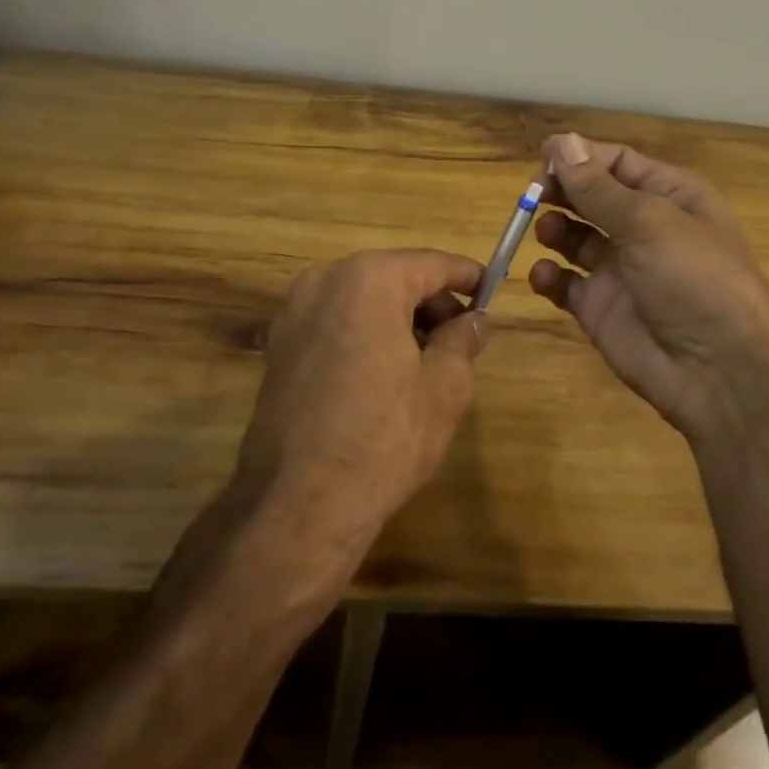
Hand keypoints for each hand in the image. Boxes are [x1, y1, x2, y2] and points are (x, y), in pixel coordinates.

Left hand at [235, 249, 485, 554]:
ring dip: (398, 316)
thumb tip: (474, 321)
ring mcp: (295, 310)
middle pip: (394, 276)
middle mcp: (326, 279)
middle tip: (462, 336)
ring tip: (426, 358)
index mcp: (371, 279)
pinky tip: (384, 371)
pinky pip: (335, 320)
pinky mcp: (278, 343)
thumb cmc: (383, 439)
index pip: (432, 264)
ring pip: (363, 297)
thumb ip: (463, 341)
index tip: (490, 289)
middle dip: (431, 301)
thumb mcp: (444, 389)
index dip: (466, 276)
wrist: (298, 504)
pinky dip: (364, 331)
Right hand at [529, 133, 768, 439]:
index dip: (580, 157)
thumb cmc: (693, 278)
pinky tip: (543, 275)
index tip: (542, 157)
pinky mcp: (601, 308)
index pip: (618, 163)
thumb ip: (598, 186)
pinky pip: (566, 283)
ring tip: (545, 231)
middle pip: (592, 196)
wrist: (720, 372)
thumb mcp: (648, 221)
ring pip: (575, 237)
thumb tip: (562, 141)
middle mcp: (644, 228)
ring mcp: (621, 269)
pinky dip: (549, 277)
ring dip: (554, 228)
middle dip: (562, 190)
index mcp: (670, 196)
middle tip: (533, 193)